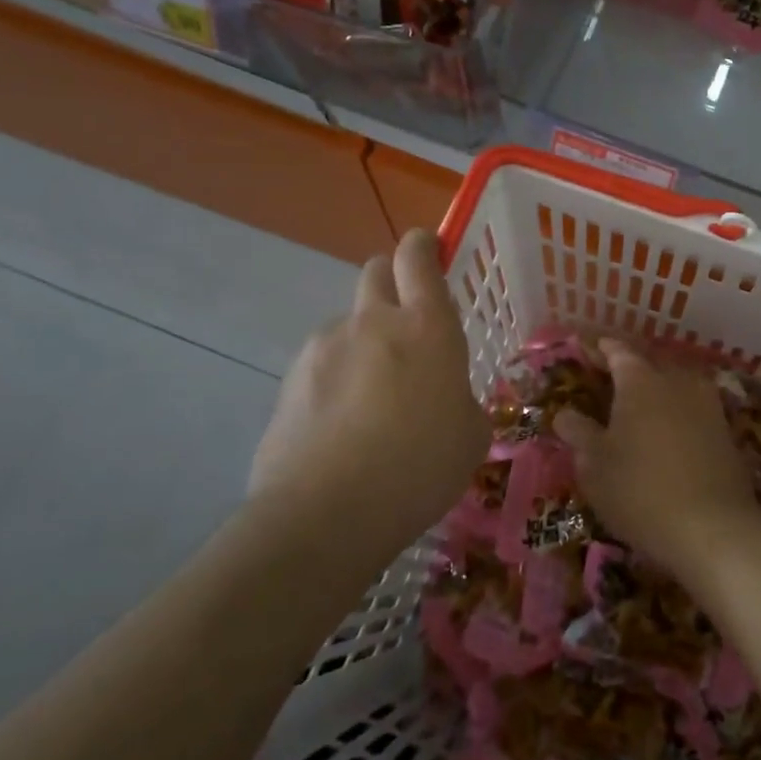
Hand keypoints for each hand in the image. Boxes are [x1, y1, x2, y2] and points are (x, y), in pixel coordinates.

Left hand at [250, 230, 488, 550]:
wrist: (325, 514)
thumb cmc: (419, 468)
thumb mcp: (470, 436)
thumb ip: (461, 399)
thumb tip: (445, 398)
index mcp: (426, 326)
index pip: (419, 256)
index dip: (425, 246)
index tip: (431, 250)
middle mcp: (372, 322)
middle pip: (376, 270)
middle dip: (393, 281)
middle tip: (407, 324)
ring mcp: (324, 347)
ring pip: (348, 322)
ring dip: (363, 340)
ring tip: (371, 397)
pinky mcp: (290, 379)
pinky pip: (322, 361)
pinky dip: (335, 377)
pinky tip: (341, 425)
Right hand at [554, 340, 760, 578]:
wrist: (713, 527)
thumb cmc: (639, 490)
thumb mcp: (595, 465)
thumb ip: (579, 433)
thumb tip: (565, 414)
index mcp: (640, 380)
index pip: (617, 351)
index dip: (600, 349)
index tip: (587, 349)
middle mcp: (676, 380)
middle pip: (650, 363)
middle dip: (629, 367)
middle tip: (609, 379)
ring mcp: (707, 403)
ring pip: (676, 383)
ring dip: (657, 388)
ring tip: (639, 405)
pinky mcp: (726, 430)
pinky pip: (694, 407)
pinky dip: (677, 411)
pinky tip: (668, 430)